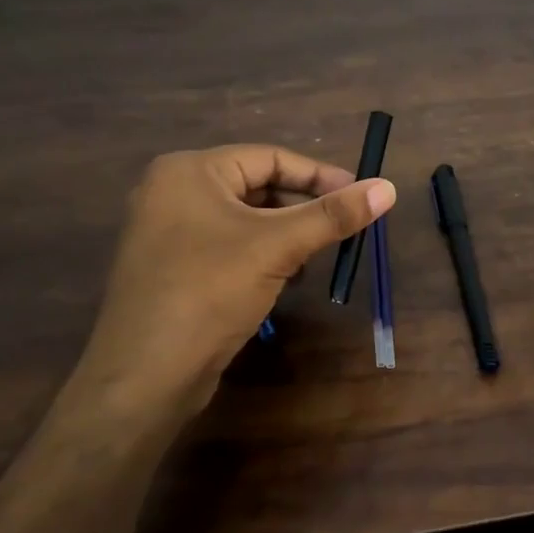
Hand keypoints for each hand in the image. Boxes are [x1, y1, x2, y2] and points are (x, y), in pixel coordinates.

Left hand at [67, 145, 395, 427]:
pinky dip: (261, 256)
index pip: (270, 158)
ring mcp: (167, 232)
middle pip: (257, 186)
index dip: (320, 176)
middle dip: (302, 209)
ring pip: (245, 219)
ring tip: (314, 258)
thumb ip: (334, 215)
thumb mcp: (279, 247)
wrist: (146, 374)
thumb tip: (388, 188)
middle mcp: (172, 192)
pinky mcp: (171, 268)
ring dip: (285, 235)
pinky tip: (283, 281)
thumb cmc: (210, 292)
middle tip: (341, 228)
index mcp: (190, 171)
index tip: (359, 196)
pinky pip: (228, 246)